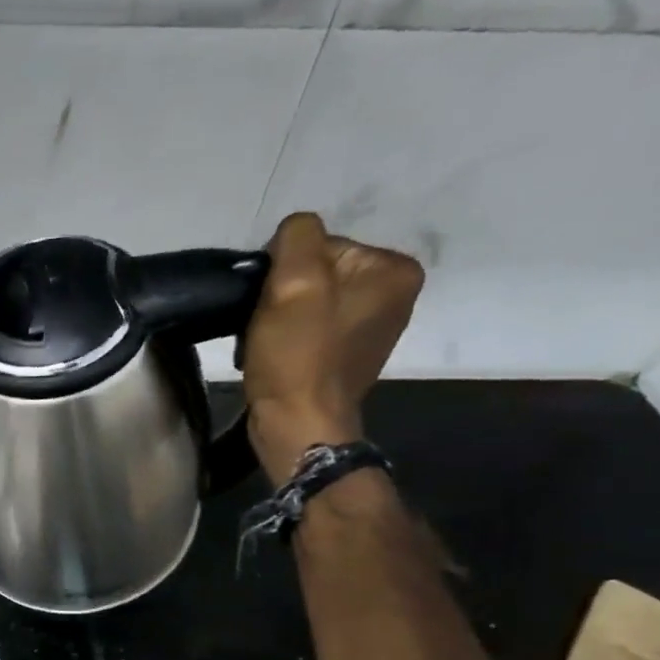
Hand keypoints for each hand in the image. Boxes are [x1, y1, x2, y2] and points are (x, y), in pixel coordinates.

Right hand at [243, 212, 424, 485]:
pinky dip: (285, 340)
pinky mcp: (346, 357)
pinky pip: (309, 331)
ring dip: (279, 318)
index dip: (285, 270)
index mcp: (394, 270)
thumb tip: (292, 234)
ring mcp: (371, 329)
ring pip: (308, 303)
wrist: (297, 425)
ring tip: (266, 343)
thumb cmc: (298, 355)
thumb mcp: (295, 280)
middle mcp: (393, 295)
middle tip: (265, 326)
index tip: (272, 302)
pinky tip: (274, 357)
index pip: (322, 244)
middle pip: (317, 274)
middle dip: (283, 296)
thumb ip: (297, 235)